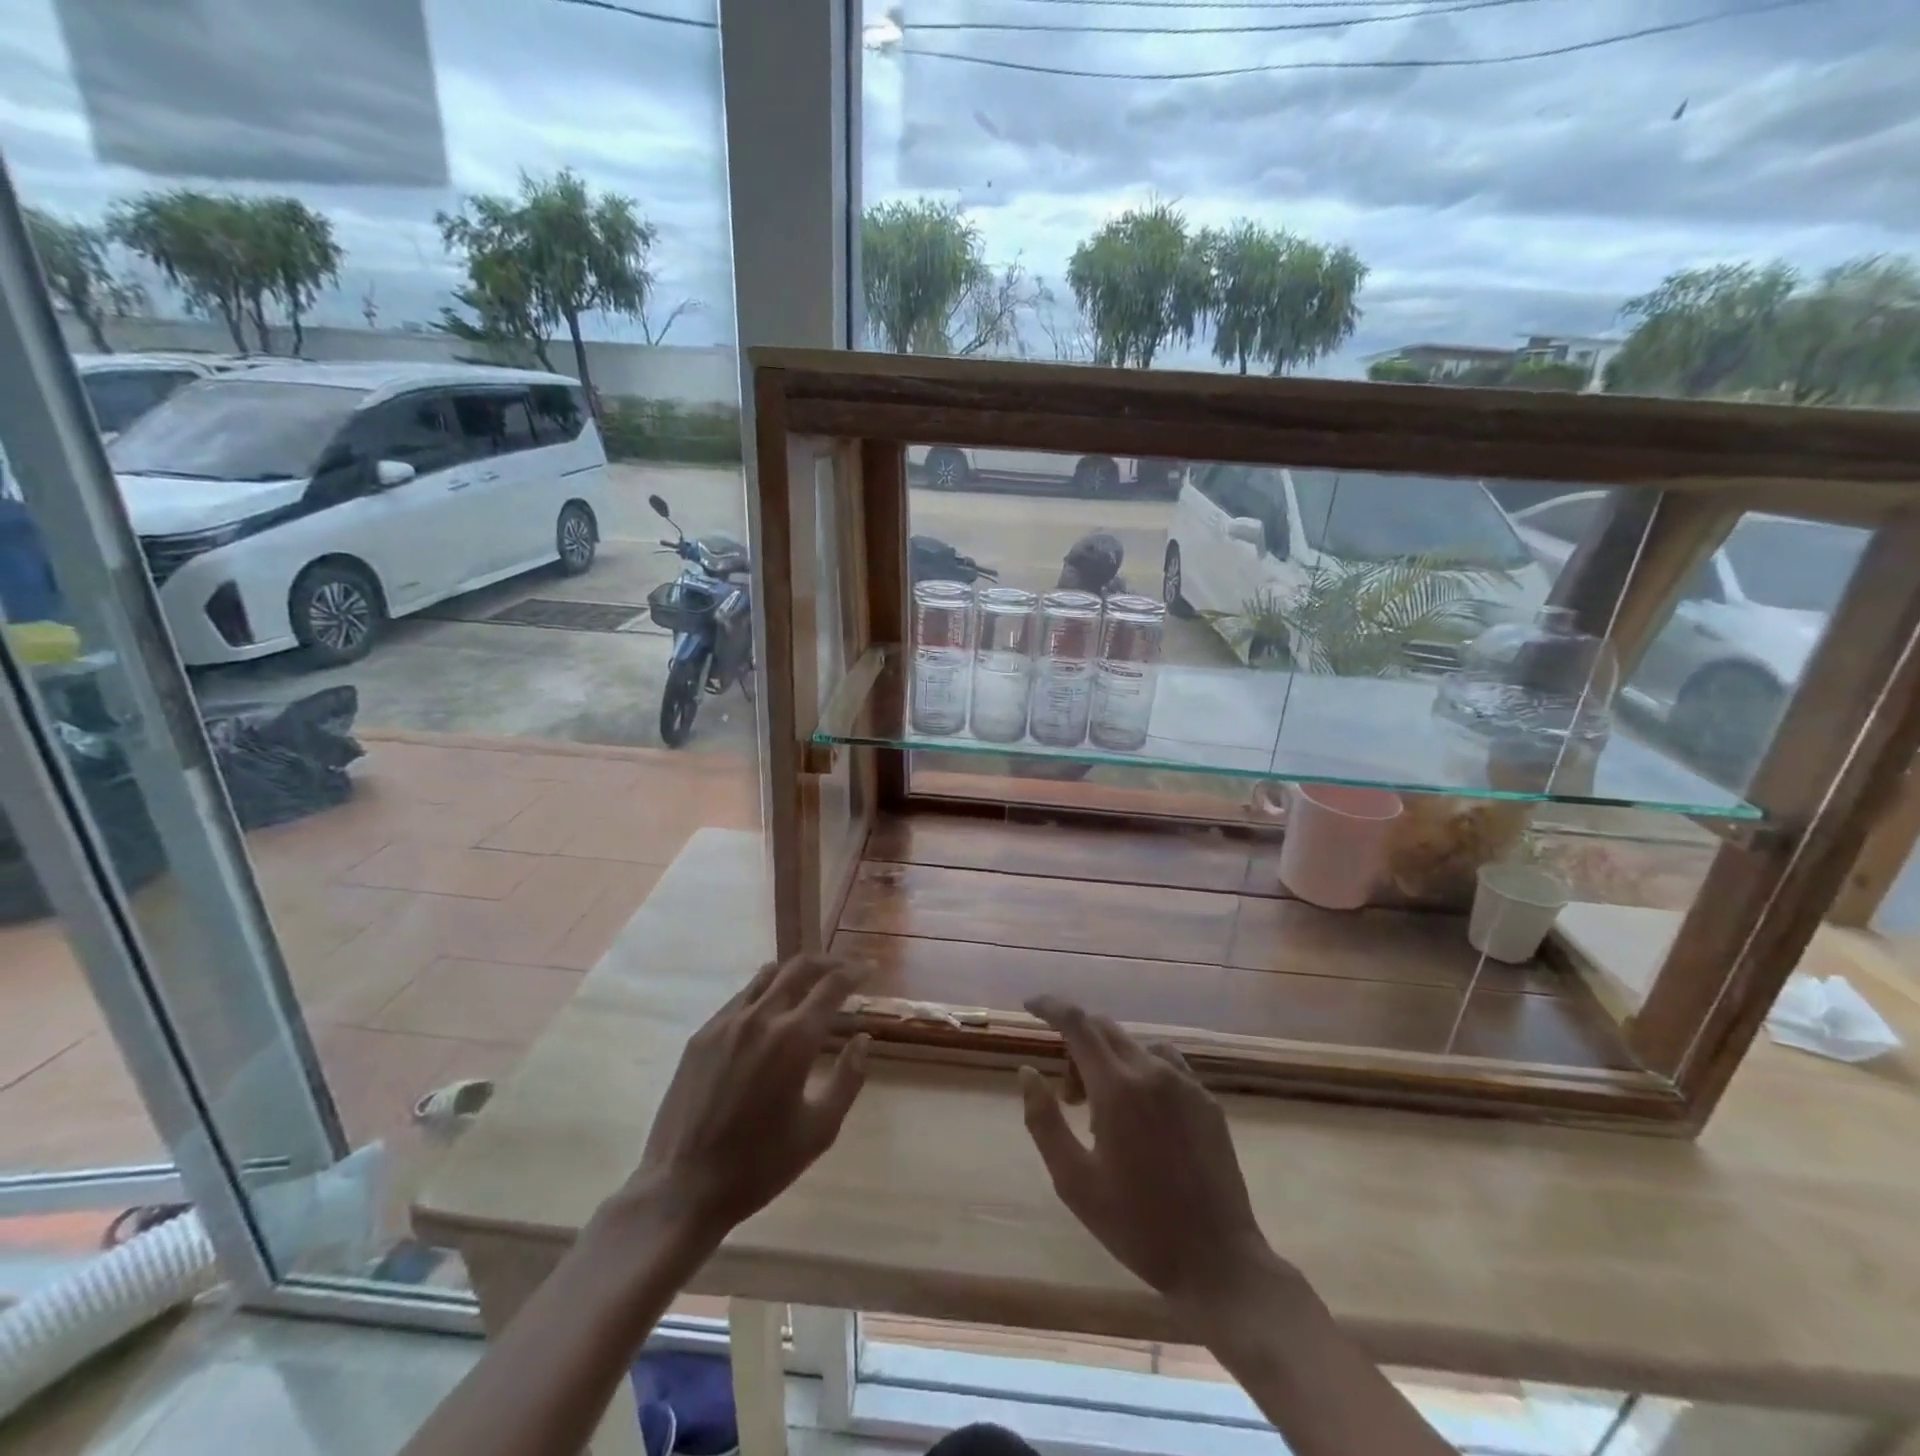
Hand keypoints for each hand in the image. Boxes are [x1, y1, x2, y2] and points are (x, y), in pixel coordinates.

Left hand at [623, 955, 871, 1244]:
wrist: (682, 1188)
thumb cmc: (759, 1165)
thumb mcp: (819, 1130)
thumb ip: (848, 1079)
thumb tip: (863, 1039)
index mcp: (793, 1039)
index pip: (832, 985)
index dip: (855, 972)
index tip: (870, 969)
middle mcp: (760, 1018)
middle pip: (799, 968)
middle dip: (828, 962)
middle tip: (846, 969)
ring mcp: (726, 1023)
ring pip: (767, 976)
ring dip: (795, 971)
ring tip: (811, 981)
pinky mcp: (701, 1035)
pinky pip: (741, 997)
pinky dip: (765, 990)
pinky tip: (771, 1008)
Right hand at [1019, 996, 1289, 1316]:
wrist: (1219, 1261)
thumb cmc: (1138, 1226)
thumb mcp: (1074, 1181)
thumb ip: (1044, 1120)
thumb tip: (1028, 1072)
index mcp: (1117, 1088)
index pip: (1077, 1023)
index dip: (1050, 1006)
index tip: (1030, 1005)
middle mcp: (1152, 1071)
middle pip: (1104, 1030)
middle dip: (1076, 1047)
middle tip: (1069, 1097)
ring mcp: (1185, 1083)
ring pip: (1134, 1047)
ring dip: (1108, 1062)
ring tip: (1105, 1115)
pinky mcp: (1206, 1100)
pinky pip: (1165, 1064)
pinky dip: (1141, 1072)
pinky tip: (1143, 1116)